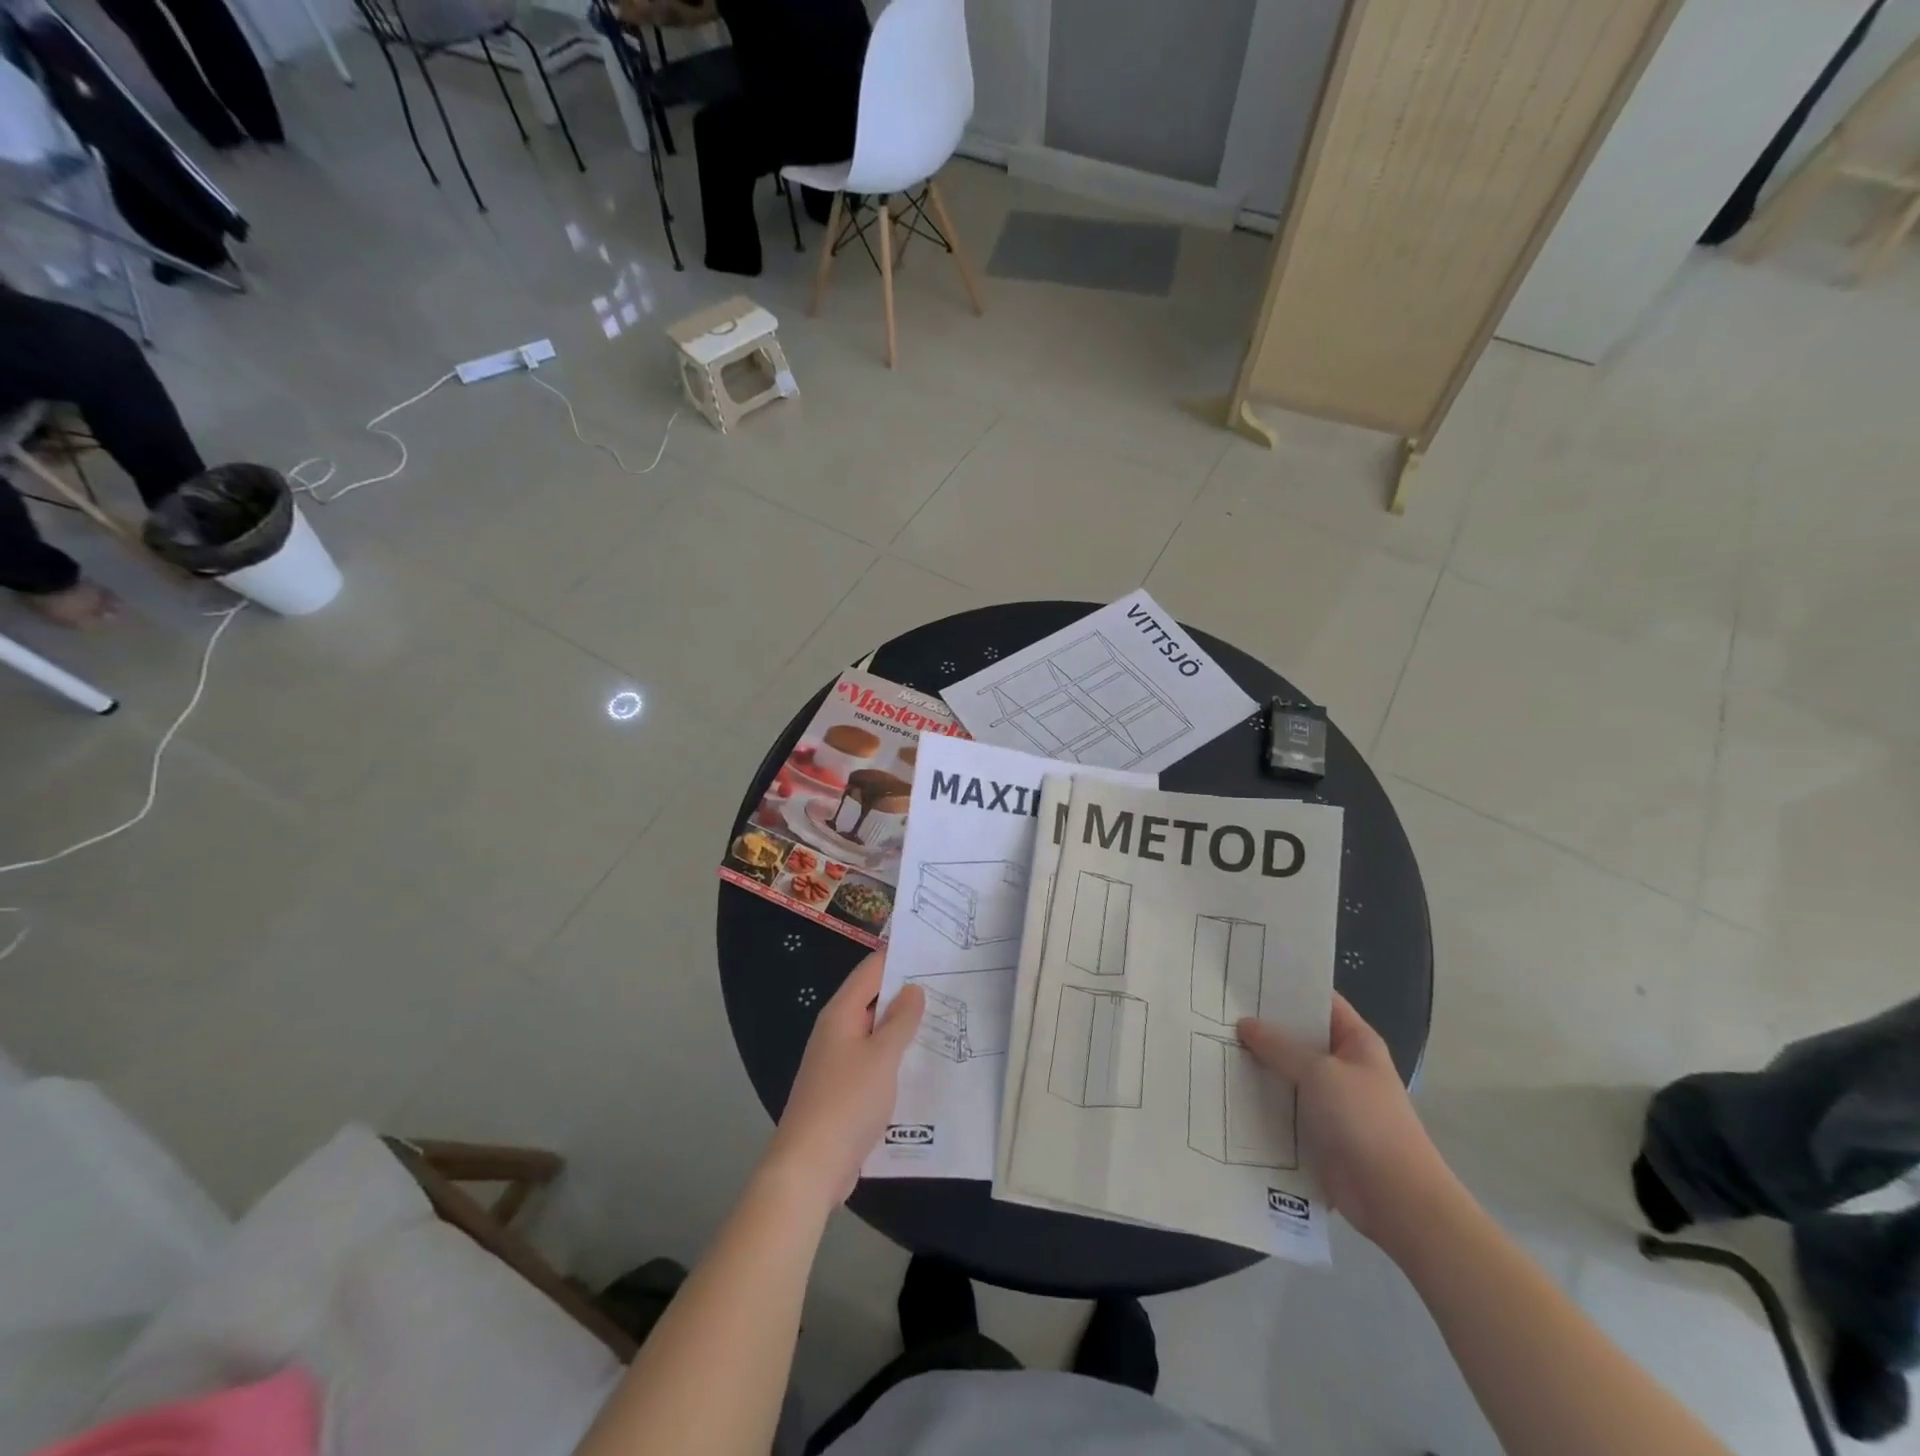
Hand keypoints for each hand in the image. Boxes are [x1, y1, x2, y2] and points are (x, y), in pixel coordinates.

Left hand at [763, 951, 923, 1212]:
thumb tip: (913, 988)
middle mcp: (837, 1031)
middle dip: (908, 991)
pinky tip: (926, 1062)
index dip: (900, 955)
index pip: (872, 970)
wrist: (810, 1167)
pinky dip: (898, 1056)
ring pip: (877, 1033)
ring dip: (905, 1027)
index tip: (934, 947)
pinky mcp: (846, 1089)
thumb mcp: (881, 1057)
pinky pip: (876, 1061)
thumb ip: (900, 1020)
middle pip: (874, 999)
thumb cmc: (846, 1102)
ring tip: (947, 1017)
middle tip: (951, 982)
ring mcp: (840, 1061)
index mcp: (841, 1014)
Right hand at [1238, 995, 1455, 1250]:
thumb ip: (1280, 1046)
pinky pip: (1282, 1105)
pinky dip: (1259, 1098)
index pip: (1319, 1001)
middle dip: (1262, 1027)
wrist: (1394, 1198)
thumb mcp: (1320, 1072)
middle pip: (1297, 1037)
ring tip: (1210, 1043)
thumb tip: (1244, 1023)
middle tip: (1216, 1009)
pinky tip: (1225, 1087)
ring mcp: (1329, 1100)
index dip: (1286, 987)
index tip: (1245, 977)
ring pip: (1286, 1072)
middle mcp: (1342, 1065)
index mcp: (1356, 1041)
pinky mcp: (1315, 1131)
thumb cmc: (1364, 1121)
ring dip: (1257, 1064)